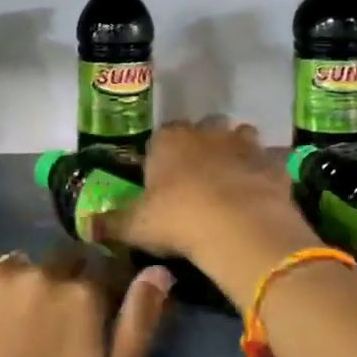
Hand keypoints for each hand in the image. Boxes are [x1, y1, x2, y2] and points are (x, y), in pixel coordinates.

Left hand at [0, 246, 171, 356]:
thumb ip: (139, 322)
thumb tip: (158, 271)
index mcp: (80, 291)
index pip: (101, 265)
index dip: (99, 287)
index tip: (92, 313)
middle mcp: (37, 271)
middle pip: (59, 261)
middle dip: (62, 283)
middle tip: (53, 325)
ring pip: (19, 268)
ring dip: (24, 287)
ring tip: (16, 328)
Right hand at [96, 119, 318, 307]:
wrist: (240, 226)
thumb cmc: (178, 218)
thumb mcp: (135, 225)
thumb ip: (109, 223)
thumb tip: (84, 226)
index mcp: (169, 139)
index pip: (162, 136)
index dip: (163, 156)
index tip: (163, 179)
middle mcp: (206, 132)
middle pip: (204, 130)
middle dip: (202, 147)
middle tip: (198, 180)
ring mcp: (244, 143)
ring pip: (239, 137)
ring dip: (235, 153)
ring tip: (230, 183)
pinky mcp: (273, 163)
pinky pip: (268, 163)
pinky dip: (263, 174)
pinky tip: (259, 195)